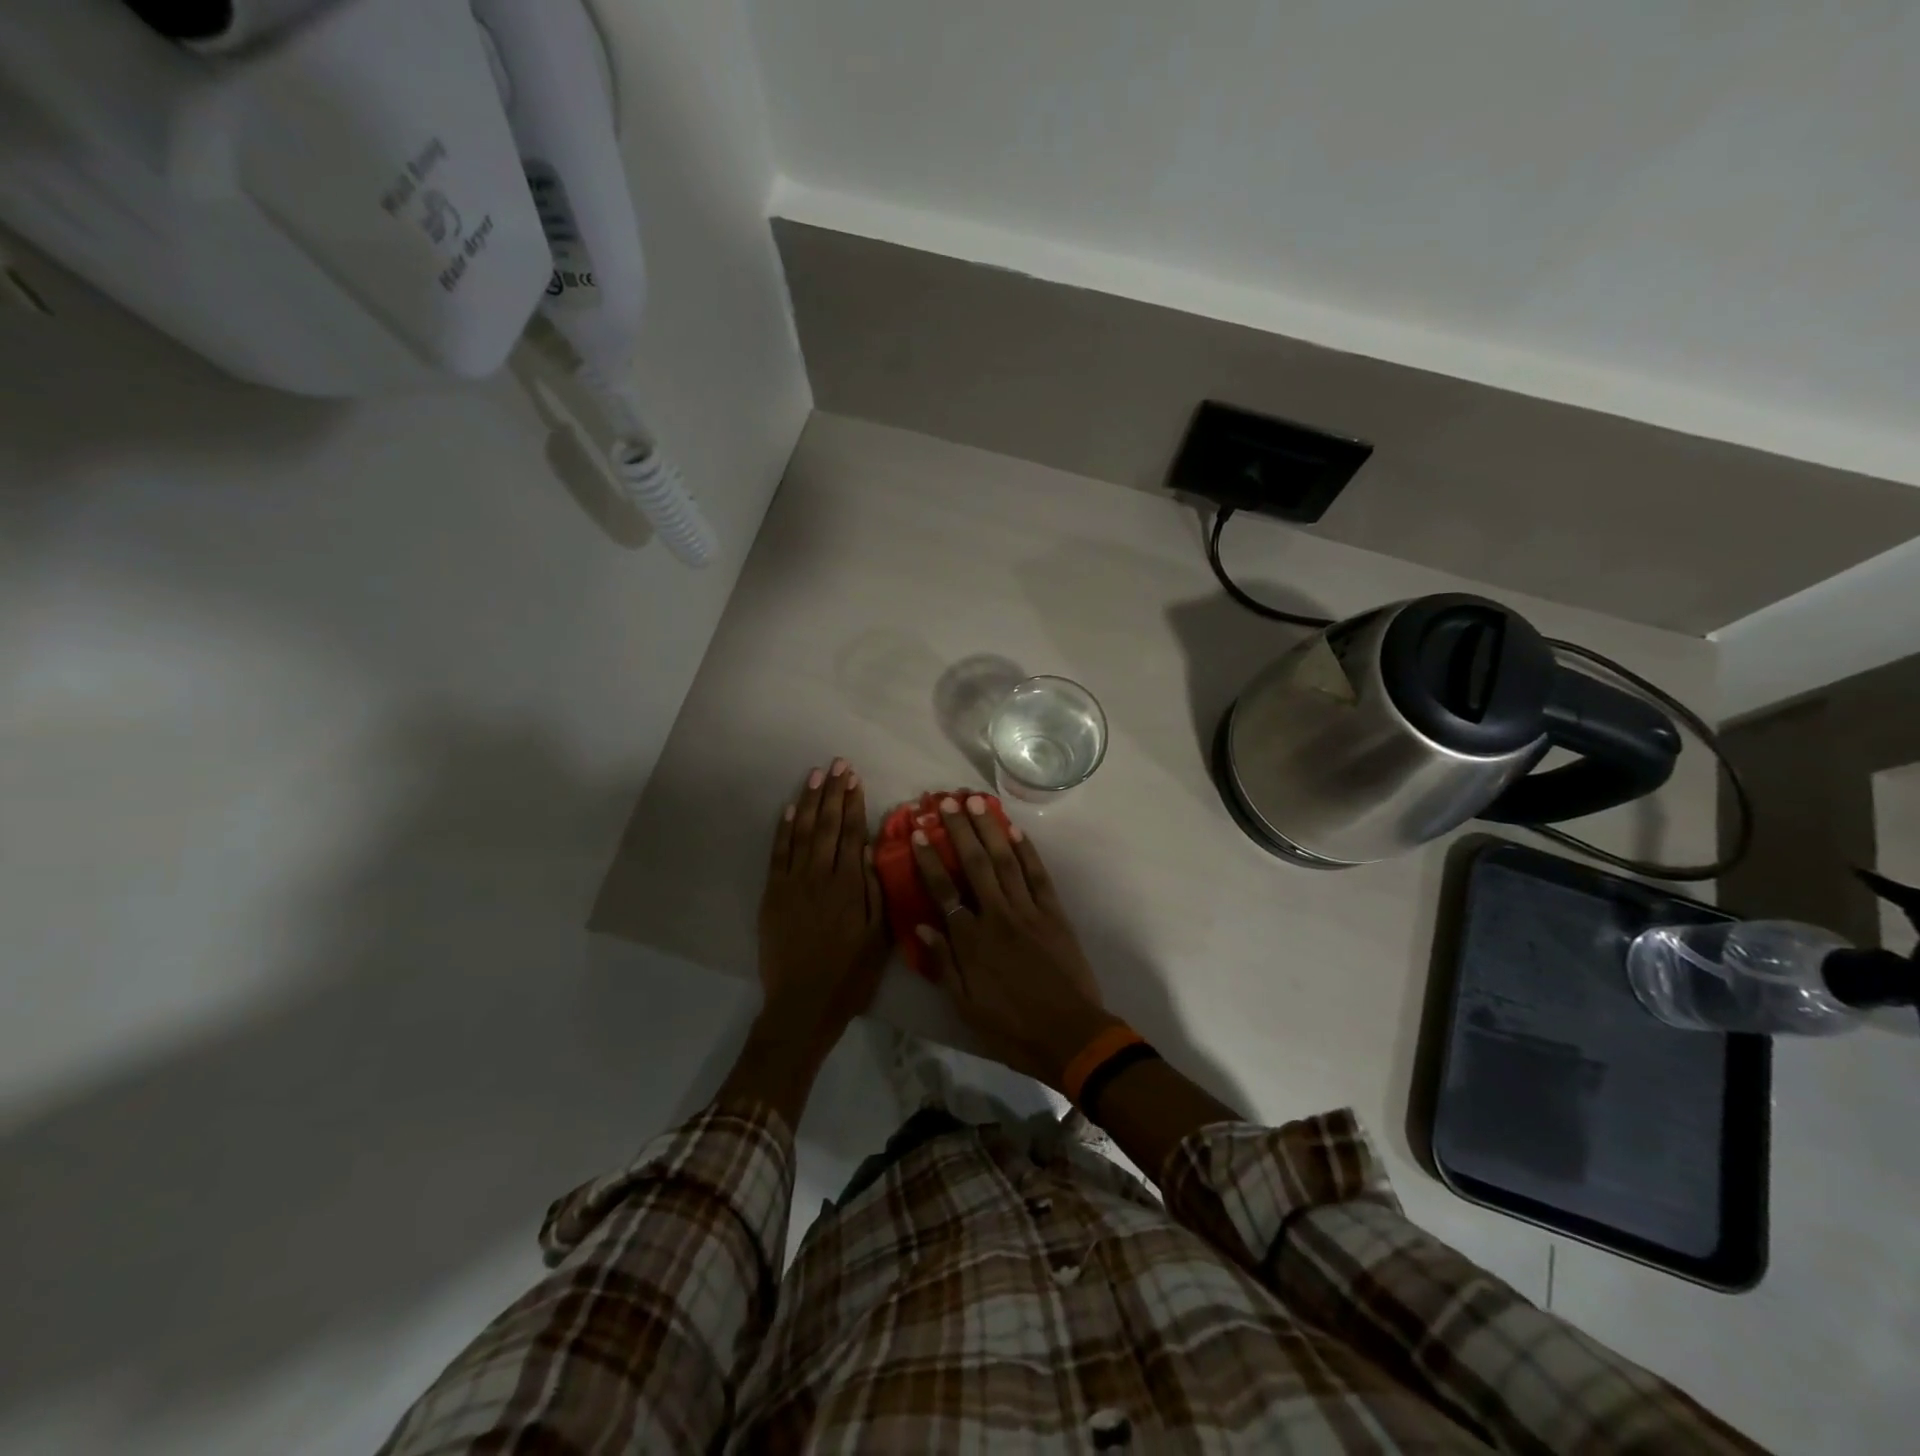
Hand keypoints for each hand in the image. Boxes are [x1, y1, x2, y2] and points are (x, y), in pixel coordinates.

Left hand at [756, 759, 888, 1057]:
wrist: (803, 1005)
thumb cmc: (849, 975)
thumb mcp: (879, 937)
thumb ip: (875, 890)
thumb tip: (871, 849)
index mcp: (850, 886)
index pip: (853, 834)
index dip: (854, 803)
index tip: (855, 778)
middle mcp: (821, 876)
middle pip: (828, 825)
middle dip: (834, 792)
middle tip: (838, 764)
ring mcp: (793, 883)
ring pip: (803, 832)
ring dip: (810, 802)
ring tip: (816, 775)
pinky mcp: (773, 894)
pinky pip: (779, 854)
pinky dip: (784, 829)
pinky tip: (791, 809)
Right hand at [908, 795, 1117, 1088]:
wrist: (1069, 1035)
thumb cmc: (1011, 1027)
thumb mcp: (965, 1005)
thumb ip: (943, 963)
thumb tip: (921, 924)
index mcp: (971, 941)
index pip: (943, 891)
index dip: (929, 859)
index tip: (918, 833)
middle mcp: (997, 916)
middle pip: (975, 865)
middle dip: (958, 830)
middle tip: (944, 800)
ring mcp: (1029, 911)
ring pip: (1006, 861)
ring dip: (989, 829)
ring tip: (975, 802)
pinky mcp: (1054, 914)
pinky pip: (1038, 876)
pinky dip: (1026, 851)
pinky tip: (1014, 830)